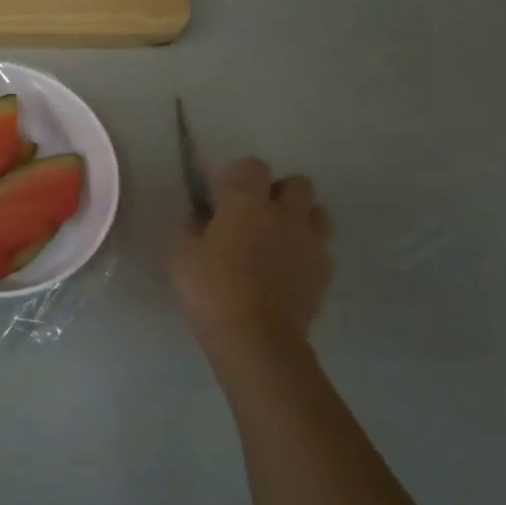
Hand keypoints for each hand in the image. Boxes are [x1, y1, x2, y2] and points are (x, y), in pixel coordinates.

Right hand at [168, 158, 332, 391]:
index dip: (237, 175)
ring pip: (317, 212)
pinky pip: (320, 247)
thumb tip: (200, 218)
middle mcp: (285, 214)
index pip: (252, 166)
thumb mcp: (180, 255)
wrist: (257, 338)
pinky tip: (286, 270)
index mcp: (247, 204)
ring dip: (299, 217)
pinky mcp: (324, 271)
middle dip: (277, 192)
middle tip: (255, 214)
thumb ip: (190, 227)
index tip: (221, 194)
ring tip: (277, 239)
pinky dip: (305, 250)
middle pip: (296, 183)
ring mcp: (310, 242)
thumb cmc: (211, 290)